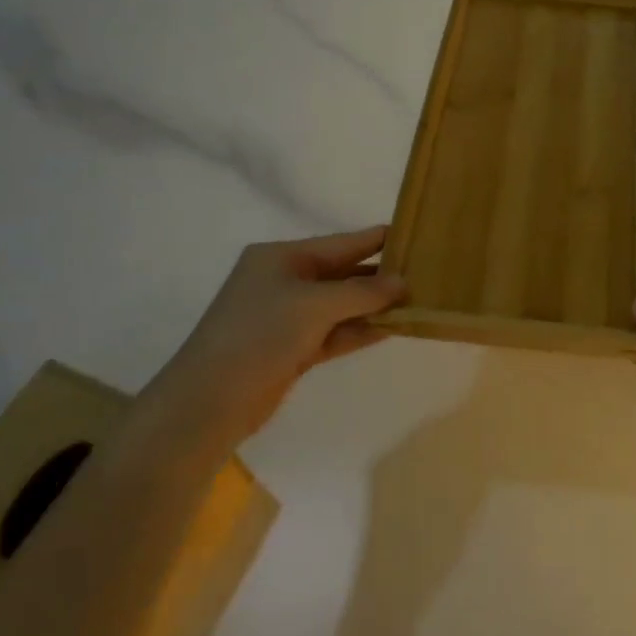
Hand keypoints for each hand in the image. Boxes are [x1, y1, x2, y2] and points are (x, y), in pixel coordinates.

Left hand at [158, 226, 405, 436]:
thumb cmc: (259, 335)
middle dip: (380, 275)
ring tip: (418, 300)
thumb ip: (362, 292)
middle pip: (342, 273)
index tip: (415, 234)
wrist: (209, 401)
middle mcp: (284, 281)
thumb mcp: (314, 305)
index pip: (340, 242)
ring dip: (375, 306)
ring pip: (341, 305)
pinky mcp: (292, 349)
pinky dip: (361, 330)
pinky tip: (394, 328)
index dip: (376, 239)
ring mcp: (287, 317)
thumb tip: (402, 282)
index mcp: (281, 257)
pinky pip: (335, 332)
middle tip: (426, 272)